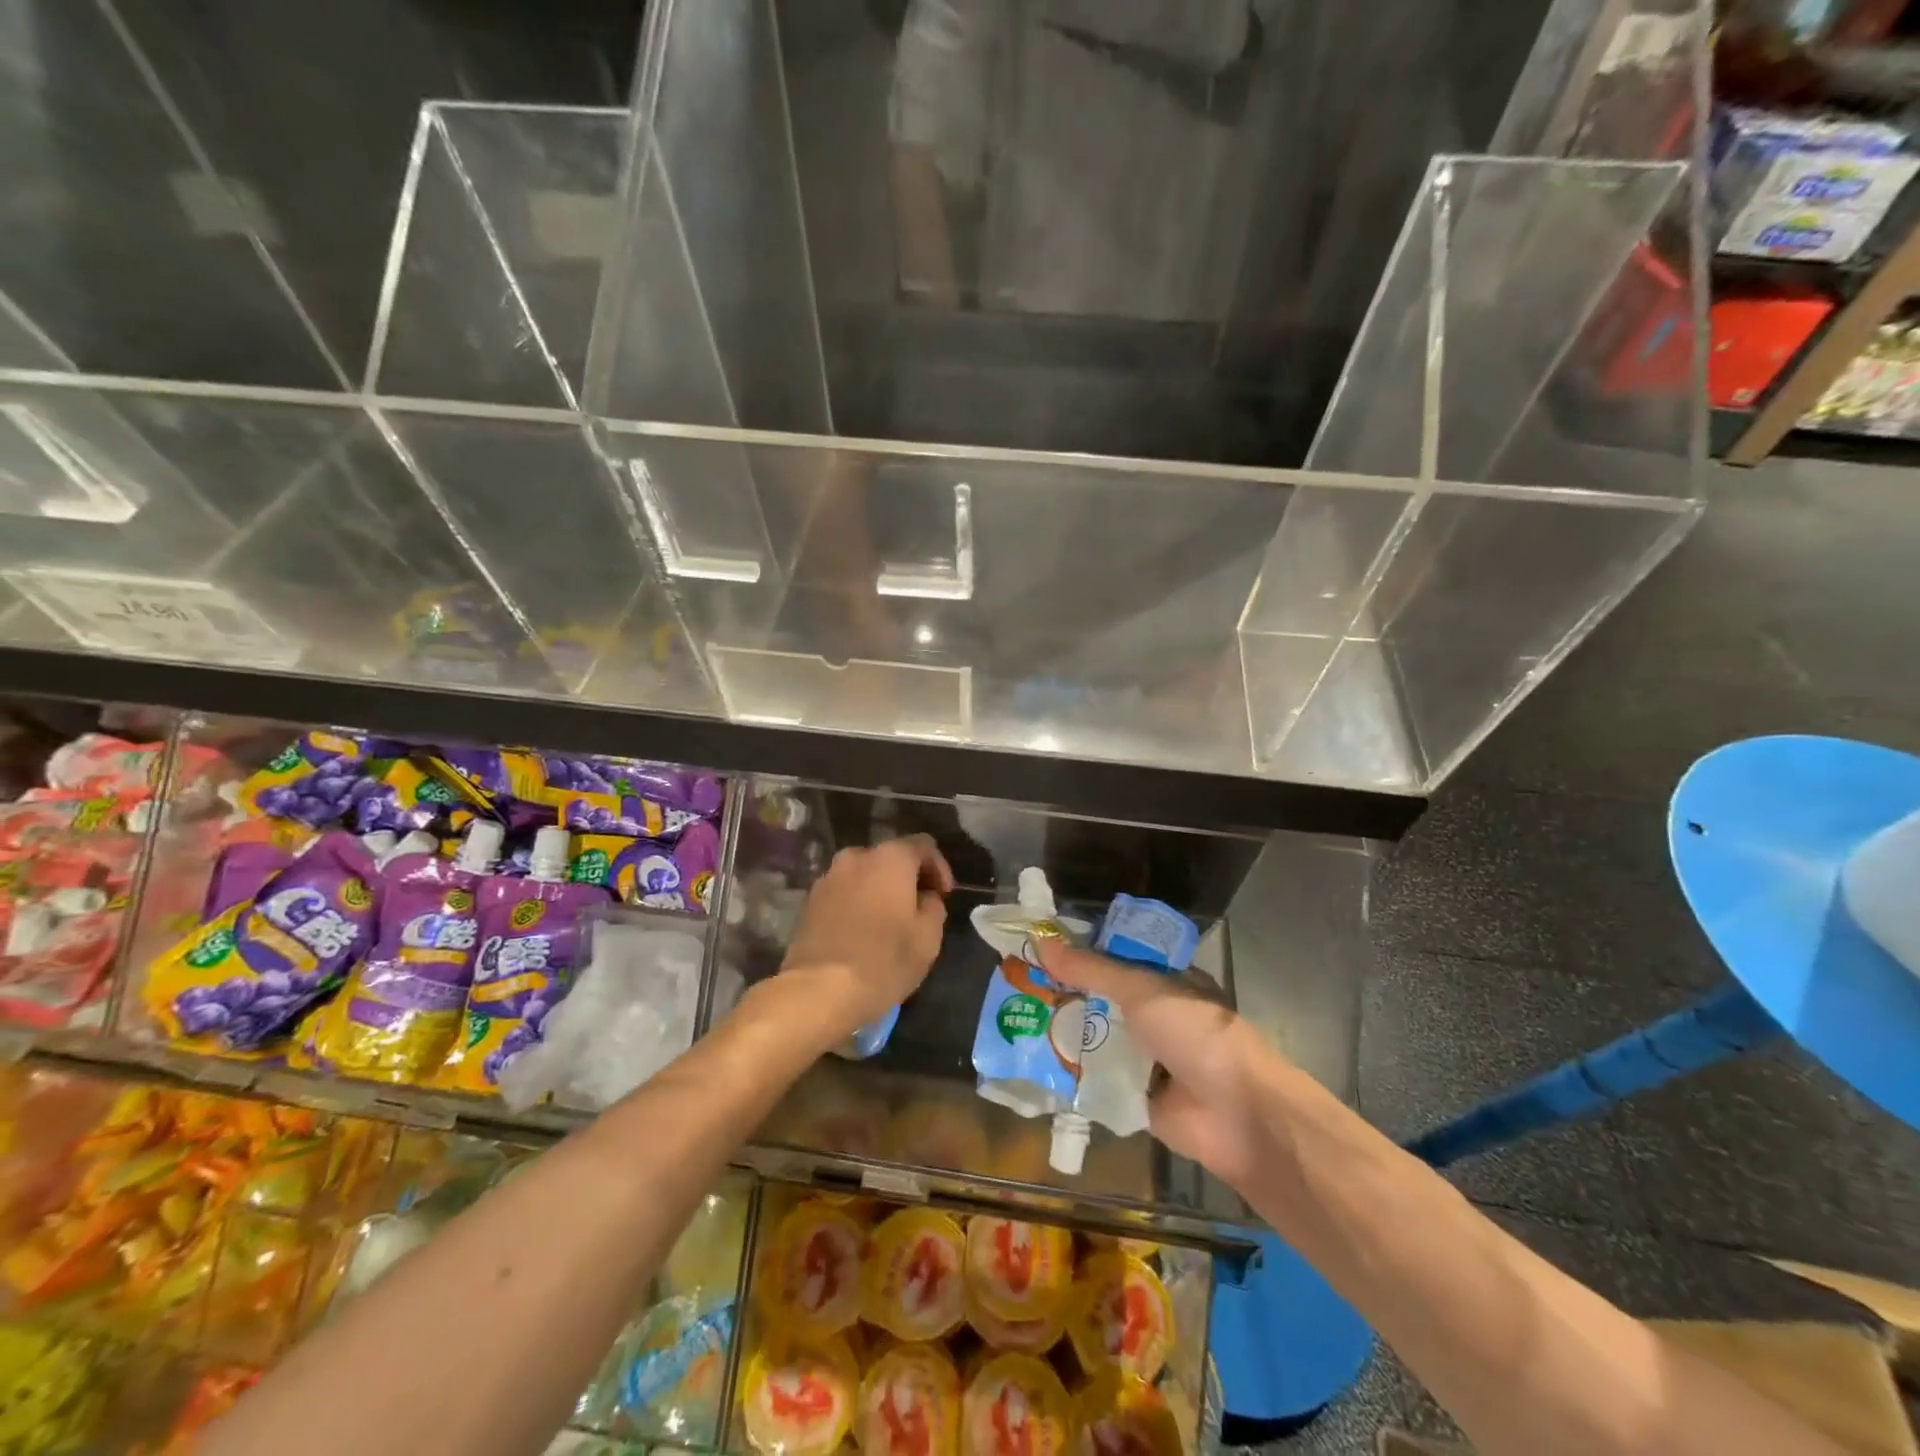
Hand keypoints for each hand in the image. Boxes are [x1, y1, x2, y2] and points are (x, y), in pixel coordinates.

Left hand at [779, 835, 953, 1038]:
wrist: (818, 991)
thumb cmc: (883, 961)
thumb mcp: (928, 938)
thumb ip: (933, 906)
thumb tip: (925, 897)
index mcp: (890, 858)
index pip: (923, 845)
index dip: (939, 868)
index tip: (943, 896)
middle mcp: (856, 857)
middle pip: (891, 858)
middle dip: (907, 879)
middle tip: (918, 910)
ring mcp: (828, 877)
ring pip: (864, 876)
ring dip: (880, 891)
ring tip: (888, 924)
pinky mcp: (810, 901)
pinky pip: (844, 893)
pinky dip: (857, 904)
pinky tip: (862, 933)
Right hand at [1037, 940, 1276, 1191]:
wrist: (1236, 1114)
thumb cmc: (1195, 1033)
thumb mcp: (1141, 988)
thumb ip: (1091, 969)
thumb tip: (1042, 944)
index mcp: (1168, 981)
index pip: (1118, 957)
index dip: (1083, 950)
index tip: (1041, 944)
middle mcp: (1156, 1016)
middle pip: (1103, 998)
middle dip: (1066, 991)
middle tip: (1019, 981)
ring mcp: (1147, 1057)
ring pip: (1097, 1038)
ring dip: (1065, 1031)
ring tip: (1015, 1017)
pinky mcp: (1135, 1096)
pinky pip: (1096, 1079)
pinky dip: (1072, 1074)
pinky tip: (1032, 1062)